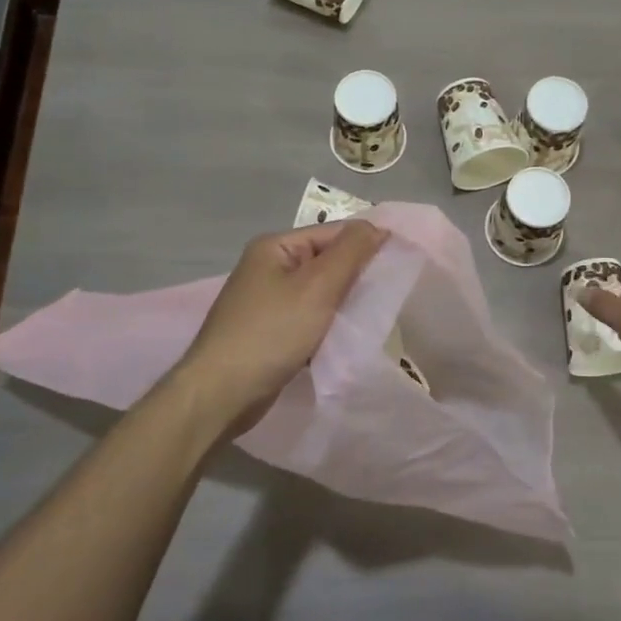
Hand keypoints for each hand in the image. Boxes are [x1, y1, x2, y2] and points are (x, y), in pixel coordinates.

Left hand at [176, 220, 386, 431]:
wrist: (220, 394)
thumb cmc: (271, 333)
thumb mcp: (317, 286)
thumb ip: (351, 252)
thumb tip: (378, 227)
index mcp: (275, 247)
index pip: (333, 233)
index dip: (366, 245)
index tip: (400, 265)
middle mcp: (268, 268)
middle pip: (326, 262)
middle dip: (356, 277)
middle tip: (389, 295)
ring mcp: (266, 302)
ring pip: (319, 294)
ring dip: (343, 305)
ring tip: (373, 318)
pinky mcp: (268, 332)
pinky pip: (308, 319)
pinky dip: (327, 326)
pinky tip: (345, 339)